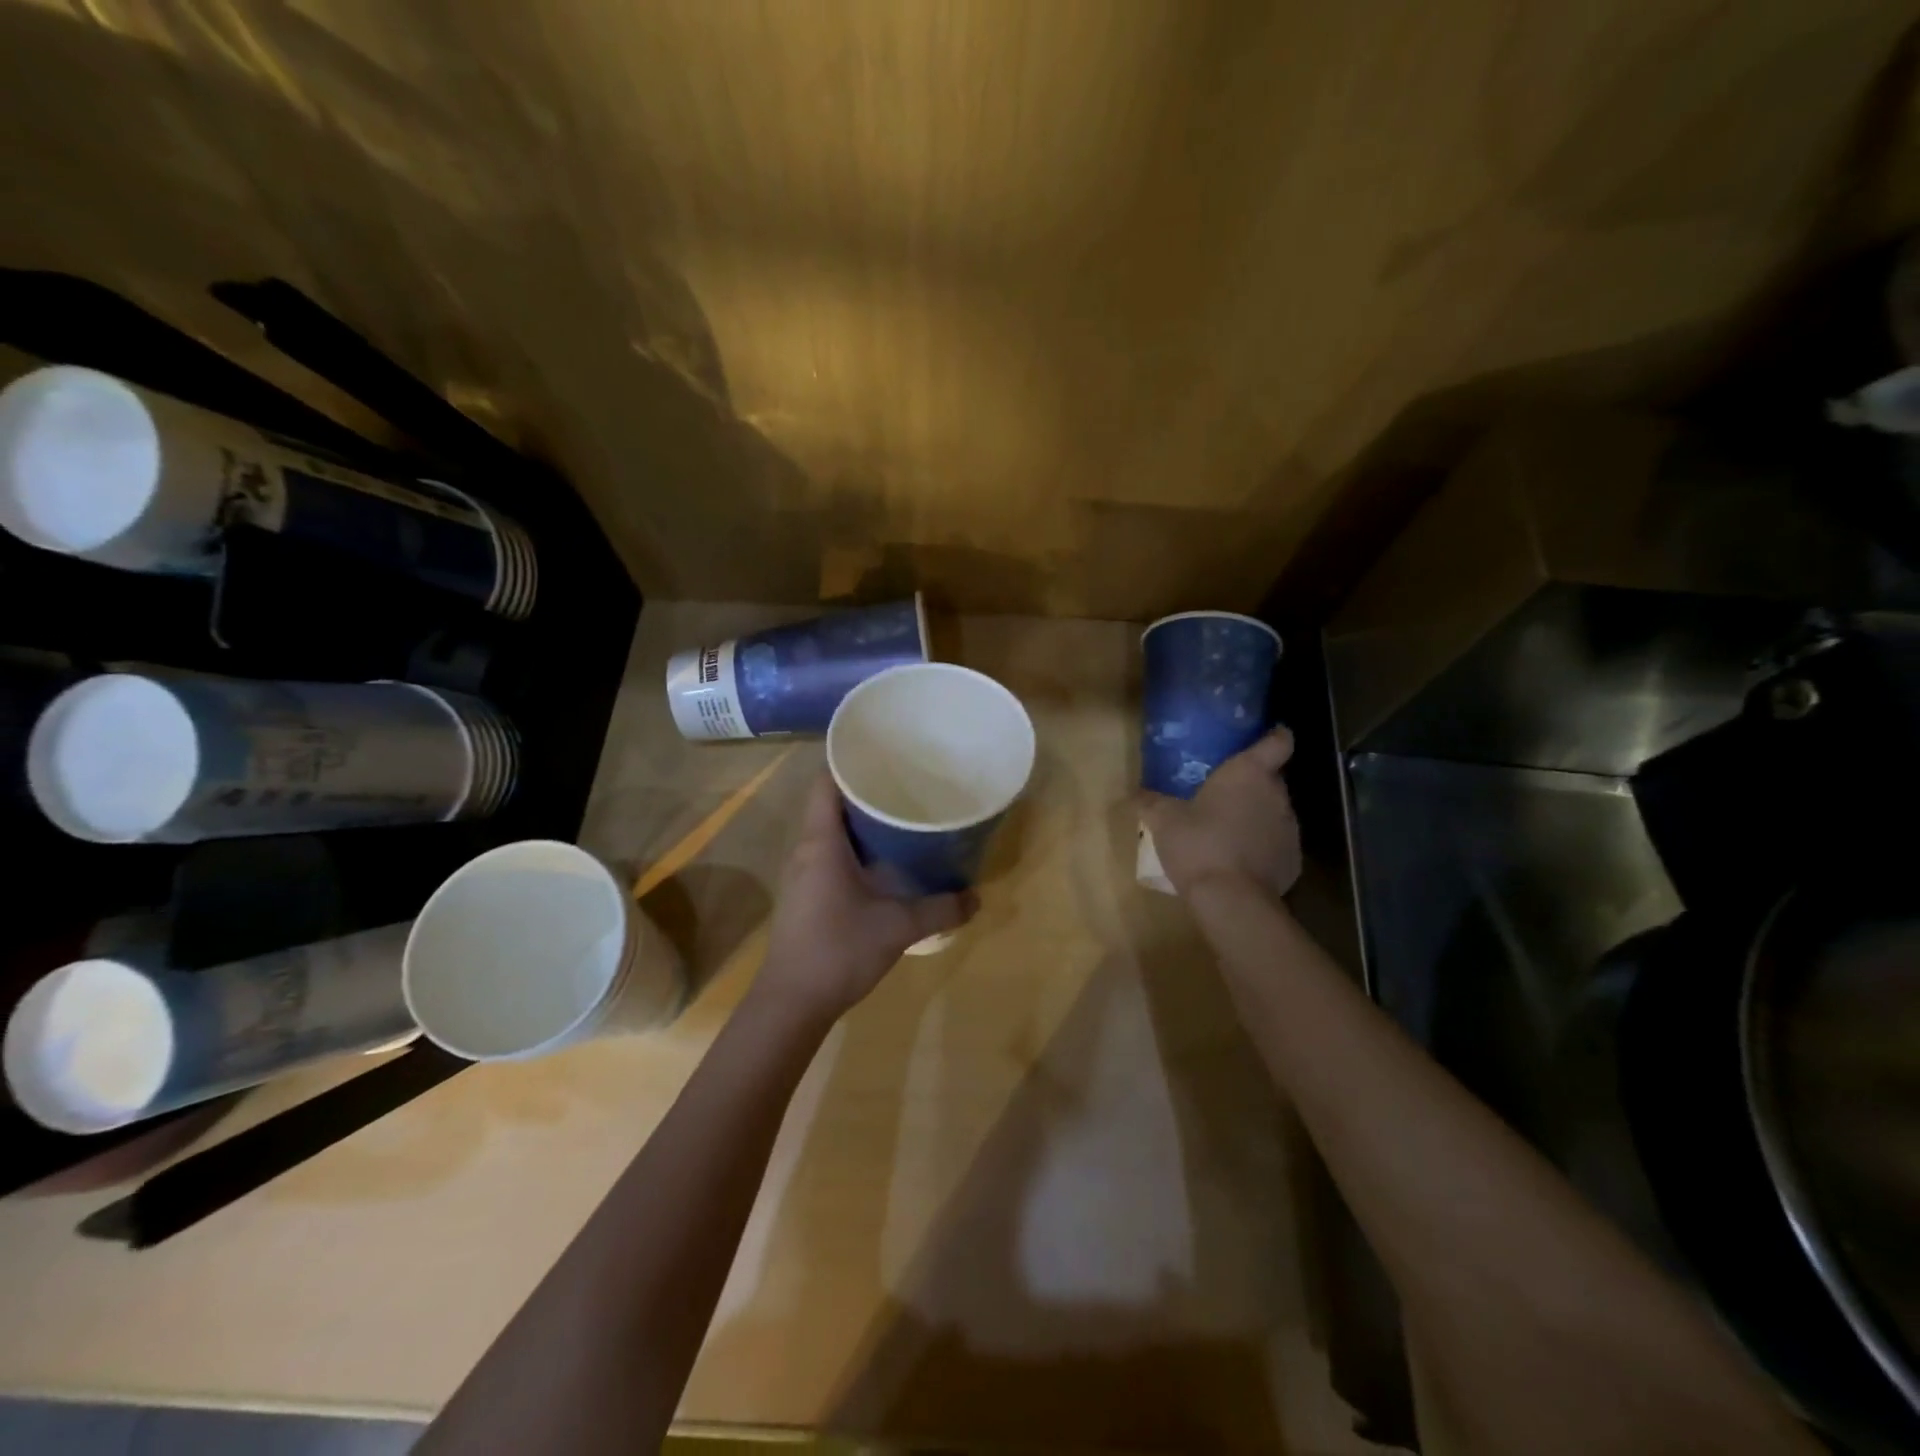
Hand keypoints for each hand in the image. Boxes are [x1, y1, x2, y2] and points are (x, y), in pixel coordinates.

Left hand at [759, 771, 976, 1020]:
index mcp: (822, 842)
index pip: (827, 782)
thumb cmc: (838, 950)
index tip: (886, 757)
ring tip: (901, 817)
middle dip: (866, 792)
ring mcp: (803, 873)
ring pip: (831, 831)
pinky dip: (855, 847)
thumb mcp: (898, 927)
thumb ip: (941, 909)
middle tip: (907, 786)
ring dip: (861, 822)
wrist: (791, 1003)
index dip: (852, 763)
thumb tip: (977, 898)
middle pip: (831, 803)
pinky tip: (884, 861)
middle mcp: (807, 849)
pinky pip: (830, 854)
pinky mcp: (805, 894)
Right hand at [1142, 728, 1301, 898]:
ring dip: (1257, 815)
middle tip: (1225, 792)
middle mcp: (1277, 795)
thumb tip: (1136, 794)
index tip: (1266, 737)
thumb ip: (1151, 802)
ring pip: (1275, 812)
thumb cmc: (1198, 844)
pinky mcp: (1293, 861)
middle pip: (1273, 778)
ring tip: (1229, 829)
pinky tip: (1239, 860)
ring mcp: (1290, 829)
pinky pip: (1277, 844)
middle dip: (1254, 783)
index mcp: (1249, 773)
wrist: (1231, 900)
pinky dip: (1262, 847)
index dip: (1274, 736)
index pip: (1278, 741)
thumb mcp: (1163, 820)